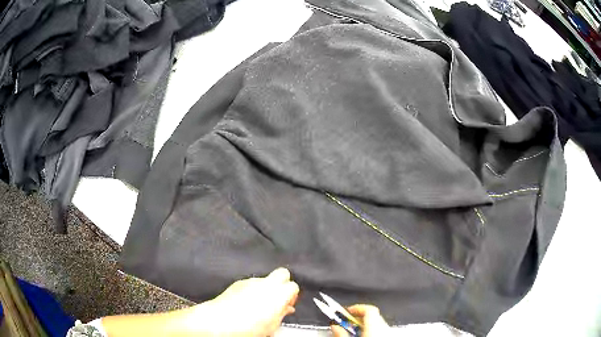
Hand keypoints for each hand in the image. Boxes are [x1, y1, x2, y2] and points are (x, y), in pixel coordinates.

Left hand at [185, 267, 299, 335]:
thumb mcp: (272, 325)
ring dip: (266, 288)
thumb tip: (286, 309)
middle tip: (279, 298)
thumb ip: (282, 313)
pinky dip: (253, 290)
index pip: (294, 286)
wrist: (220, 322)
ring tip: (260, 304)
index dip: (292, 295)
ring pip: (265, 279)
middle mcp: (266, 283)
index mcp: (278, 294)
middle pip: (283, 273)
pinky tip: (247, 302)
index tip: (288, 304)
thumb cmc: (247, 327)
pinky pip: (251, 283)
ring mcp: (250, 281)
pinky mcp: (238, 283)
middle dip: (283, 283)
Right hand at [331, 305, 391, 336]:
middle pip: (372, 314)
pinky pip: (380, 327)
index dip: (356, 307)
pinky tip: (364, 334)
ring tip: (354, 329)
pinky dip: (372, 328)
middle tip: (346, 321)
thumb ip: (341, 333)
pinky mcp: (389, 334)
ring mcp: (388, 330)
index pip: (368, 308)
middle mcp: (384, 326)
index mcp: (375, 325)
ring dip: (365, 323)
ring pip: (377, 321)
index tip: (345, 311)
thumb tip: (334, 325)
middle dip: (358, 316)